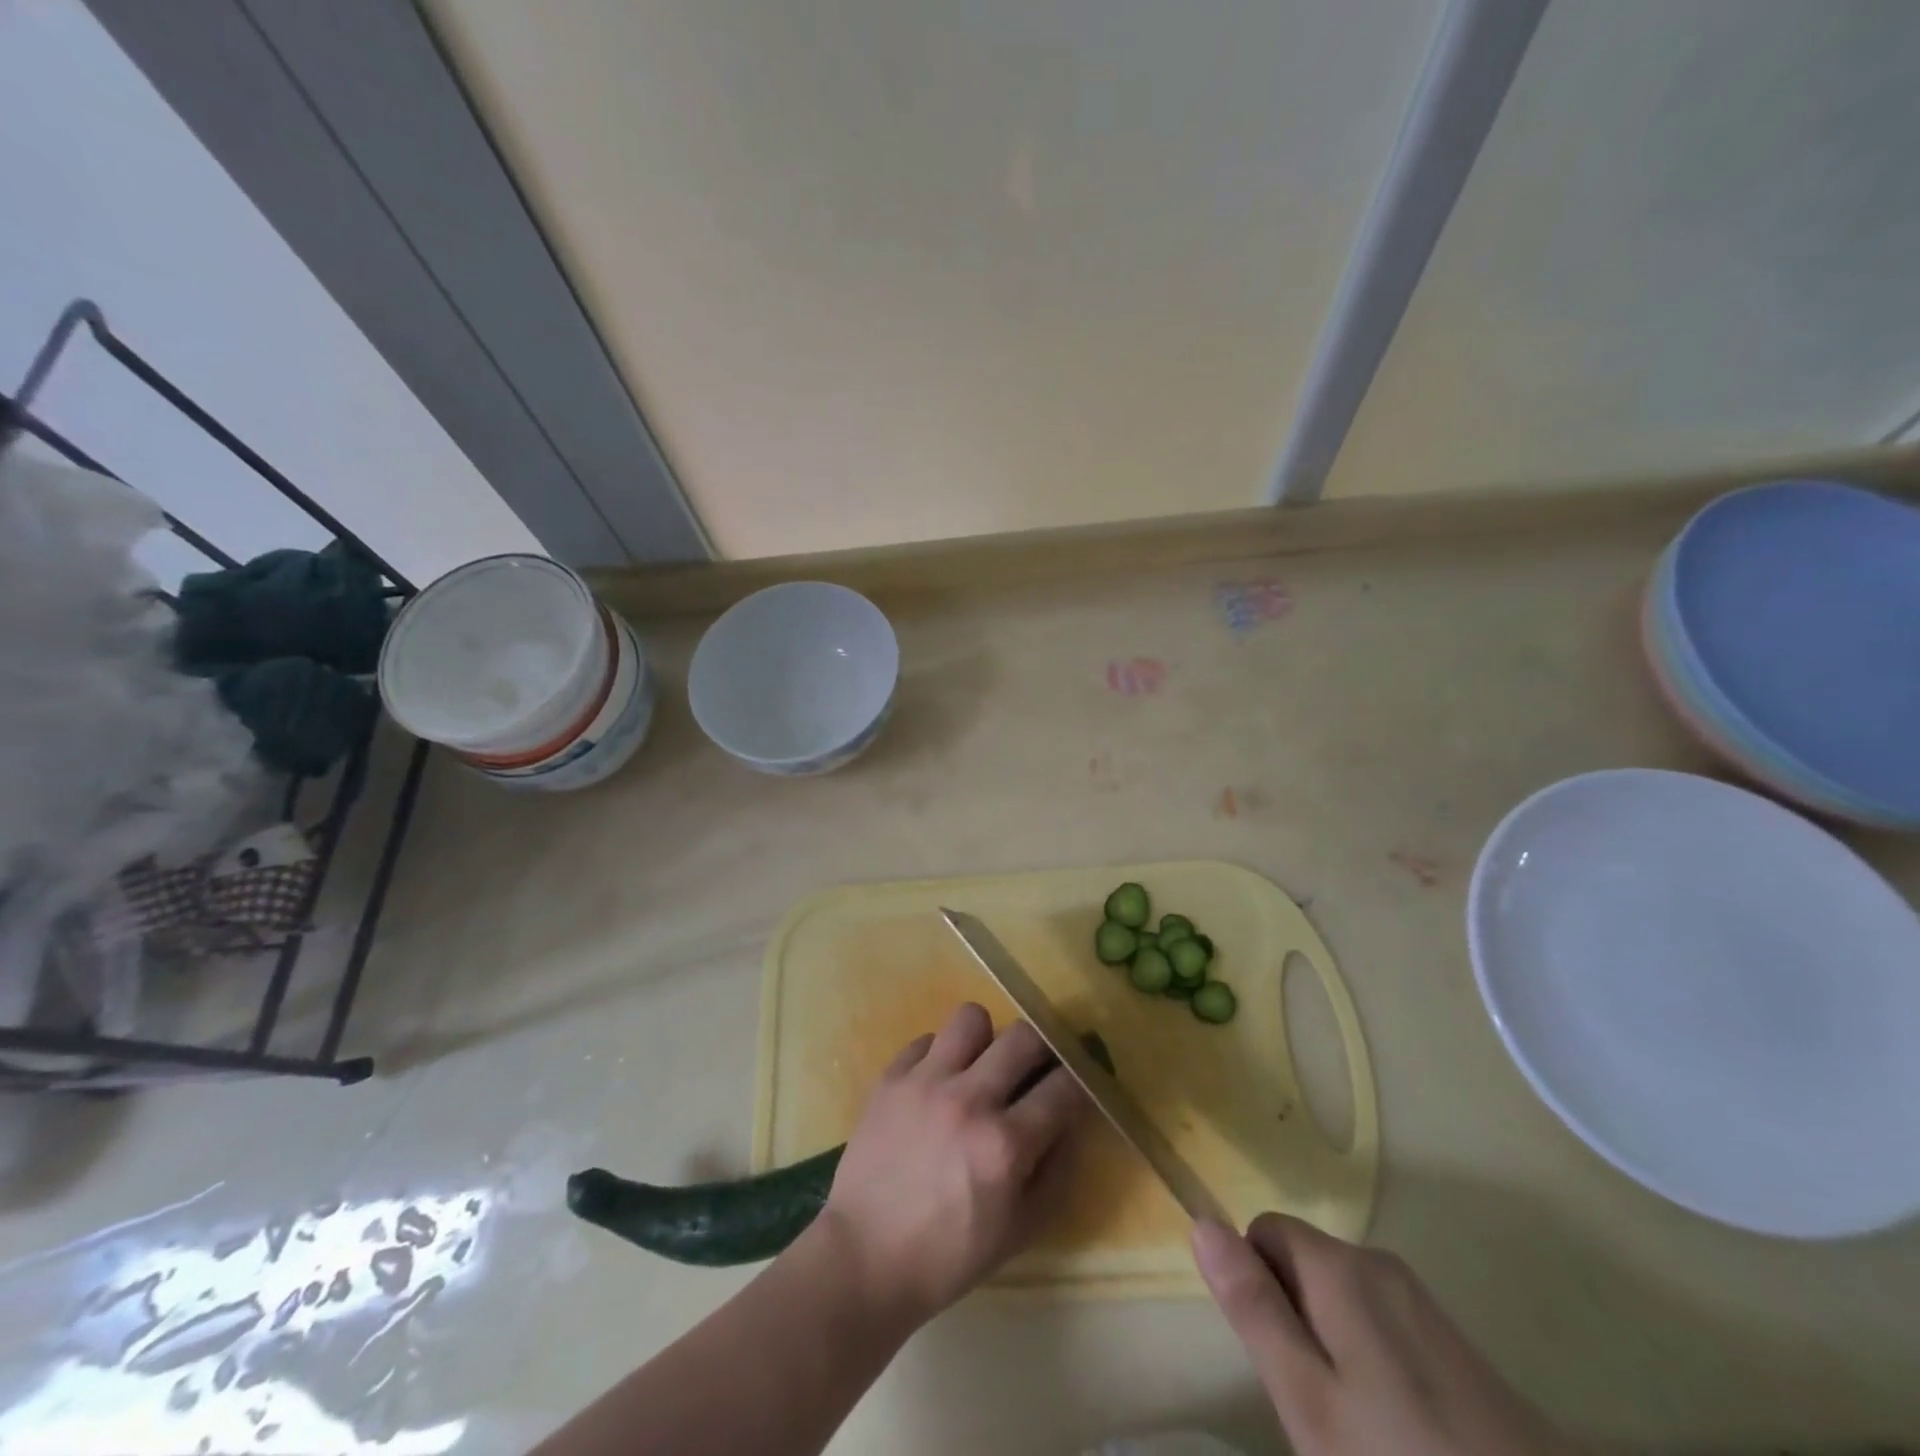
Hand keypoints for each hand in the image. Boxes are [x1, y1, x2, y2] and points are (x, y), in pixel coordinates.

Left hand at [819, 1003, 1089, 1324]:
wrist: (864, 1258)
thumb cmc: (949, 1256)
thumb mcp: (1020, 1231)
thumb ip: (1056, 1172)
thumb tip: (1071, 1122)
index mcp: (1005, 1145)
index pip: (1064, 1087)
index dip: (1079, 1082)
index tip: (1075, 1086)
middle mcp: (969, 1100)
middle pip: (1024, 1036)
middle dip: (1040, 1050)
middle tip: (1032, 1071)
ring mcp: (925, 1082)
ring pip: (971, 1018)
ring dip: (985, 1040)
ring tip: (979, 1067)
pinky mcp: (891, 1077)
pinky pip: (926, 1039)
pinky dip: (939, 1056)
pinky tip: (937, 1084)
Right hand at [1192, 1214, 1581, 1455]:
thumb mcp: (1308, 1399)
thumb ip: (1253, 1307)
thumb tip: (1202, 1222)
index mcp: (1339, 1267)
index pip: (1264, 1232)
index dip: (1255, 1286)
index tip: (1277, 1357)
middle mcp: (1379, 1264)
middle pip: (1303, 1262)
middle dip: (1293, 1318)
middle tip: (1315, 1403)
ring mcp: (1422, 1302)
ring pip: (1341, 1297)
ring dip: (1331, 1344)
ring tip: (1357, 1424)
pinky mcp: (1455, 1342)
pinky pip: (1382, 1323)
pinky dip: (1372, 1362)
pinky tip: (1398, 1429)